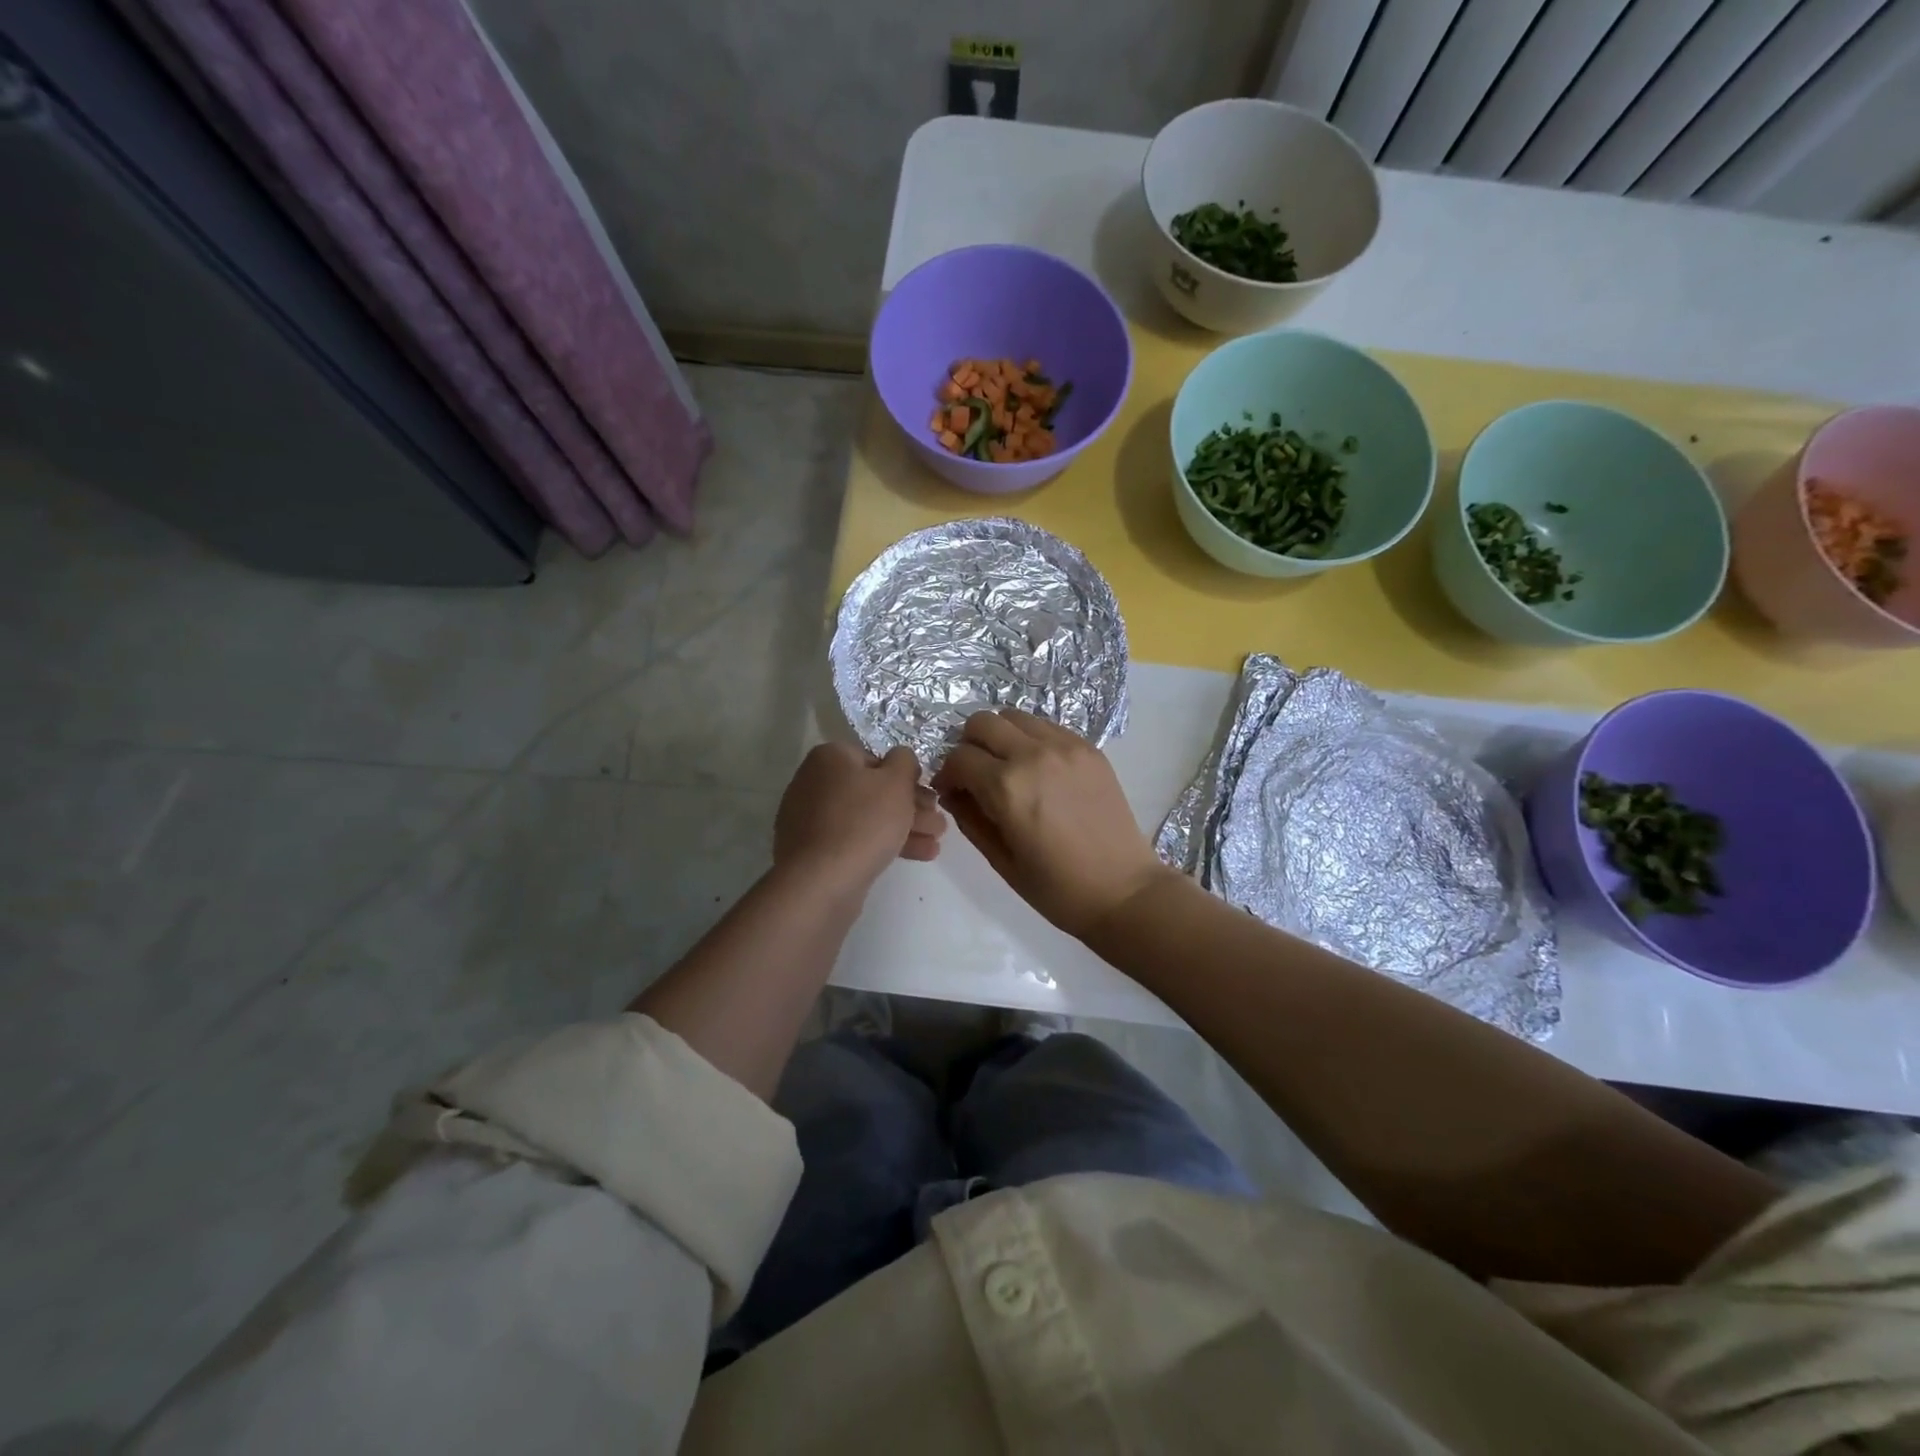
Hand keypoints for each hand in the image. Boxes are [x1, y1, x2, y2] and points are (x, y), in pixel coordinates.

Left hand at [774, 743, 945, 897]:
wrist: (821, 882)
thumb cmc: (863, 822)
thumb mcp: (896, 782)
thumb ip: (905, 761)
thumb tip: (901, 759)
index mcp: (830, 758)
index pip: (875, 759)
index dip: (906, 777)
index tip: (929, 795)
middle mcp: (815, 782)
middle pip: (872, 790)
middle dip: (911, 806)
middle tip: (938, 822)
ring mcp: (811, 819)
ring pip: (867, 817)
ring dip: (905, 827)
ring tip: (936, 843)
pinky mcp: (814, 851)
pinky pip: (854, 839)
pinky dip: (883, 843)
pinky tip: (917, 855)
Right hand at [931, 709, 1172, 939]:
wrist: (1122, 890)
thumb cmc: (1056, 887)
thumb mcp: (1001, 860)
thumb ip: (970, 818)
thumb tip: (952, 792)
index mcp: (1007, 787)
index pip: (959, 758)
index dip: (947, 774)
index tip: (952, 791)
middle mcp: (1033, 755)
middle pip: (982, 722)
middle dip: (969, 745)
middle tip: (976, 773)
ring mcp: (1065, 746)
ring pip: (1014, 717)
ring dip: (1000, 736)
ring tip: (1007, 766)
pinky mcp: (1088, 748)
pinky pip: (1047, 726)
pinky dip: (1031, 738)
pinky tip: (1038, 768)